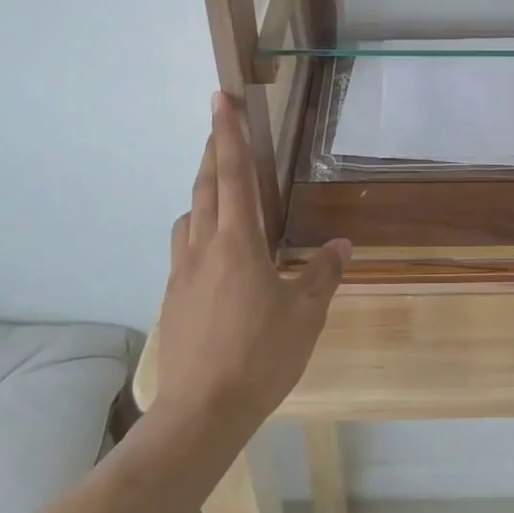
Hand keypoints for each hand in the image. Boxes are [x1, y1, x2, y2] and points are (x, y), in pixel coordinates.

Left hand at [152, 94, 348, 440]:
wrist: (200, 413)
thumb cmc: (260, 357)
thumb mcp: (305, 315)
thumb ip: (323, 274)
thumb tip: (341, 245)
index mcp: (238, 243)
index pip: (234, 174)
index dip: (228, 133)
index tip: (219, 99)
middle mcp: (204, 248)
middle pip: (205, 186)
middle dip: (212, 150)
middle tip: (218, 124)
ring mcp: (182, 273)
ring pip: (189, 215)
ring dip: (202, 190)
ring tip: (218, 188)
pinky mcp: (173, 298)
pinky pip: (183, 247)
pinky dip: (196, 228)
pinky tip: (211, 251)